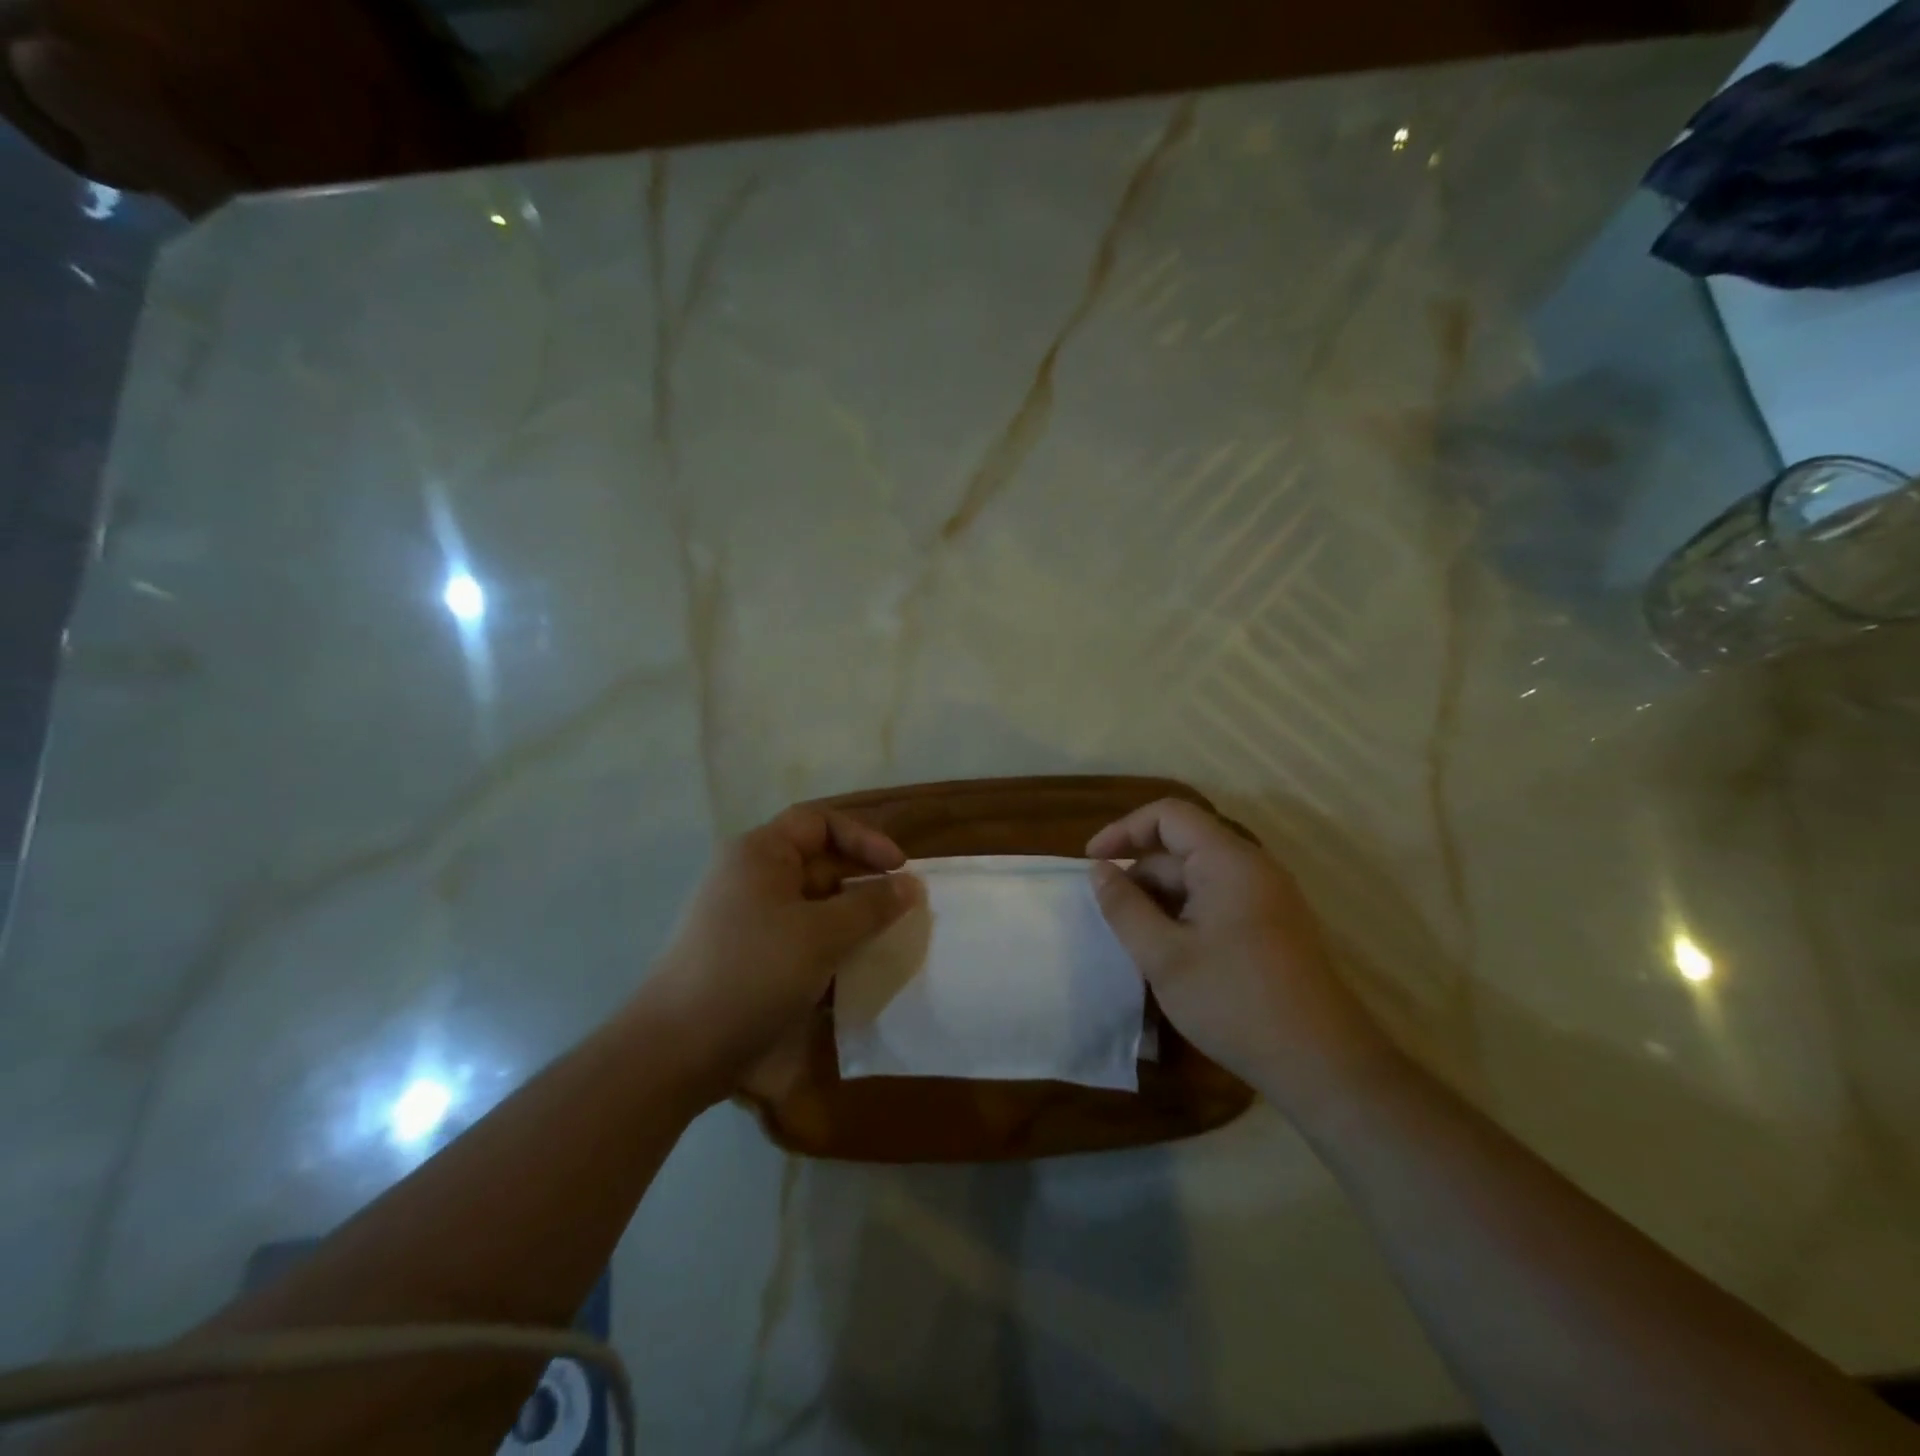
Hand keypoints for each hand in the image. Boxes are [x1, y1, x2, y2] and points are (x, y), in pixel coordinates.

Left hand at [643, 805, 916, 1102]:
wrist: (674, 1051)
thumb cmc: (752, 974)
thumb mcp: (822, 936)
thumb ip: (871, 906)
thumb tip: (910, 884)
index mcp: (760, 853)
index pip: (820, 822)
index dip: (865, 838)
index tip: (899, 869)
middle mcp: (749, 876)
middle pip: (817, 862)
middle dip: (861, 882)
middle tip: (900, 909)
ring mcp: (744, 917)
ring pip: (810, 904)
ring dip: (848, 919)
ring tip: (882, 942)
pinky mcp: (745, 955)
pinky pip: (796, 935)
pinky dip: (826, 946)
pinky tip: (851, 972)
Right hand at [1088, 799, 1395, 1114]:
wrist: (1321, 1063)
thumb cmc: (1235, 1001)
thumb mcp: (1164, 956)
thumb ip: (1125, 907)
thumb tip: (1100, 871)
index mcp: (1228, 860)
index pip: (1168, 815)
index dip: (1124, 830)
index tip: (1092, 863)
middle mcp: (1252, 867)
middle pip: (1182, 846)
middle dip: (1140, 873)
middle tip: (1109, 916)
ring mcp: (1266, 897)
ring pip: (1198, 878)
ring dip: (1160, 899)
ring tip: (1134, 940)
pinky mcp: (1271, 926)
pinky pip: (1217, 900)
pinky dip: (1184, 914)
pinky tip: (1169, 952)